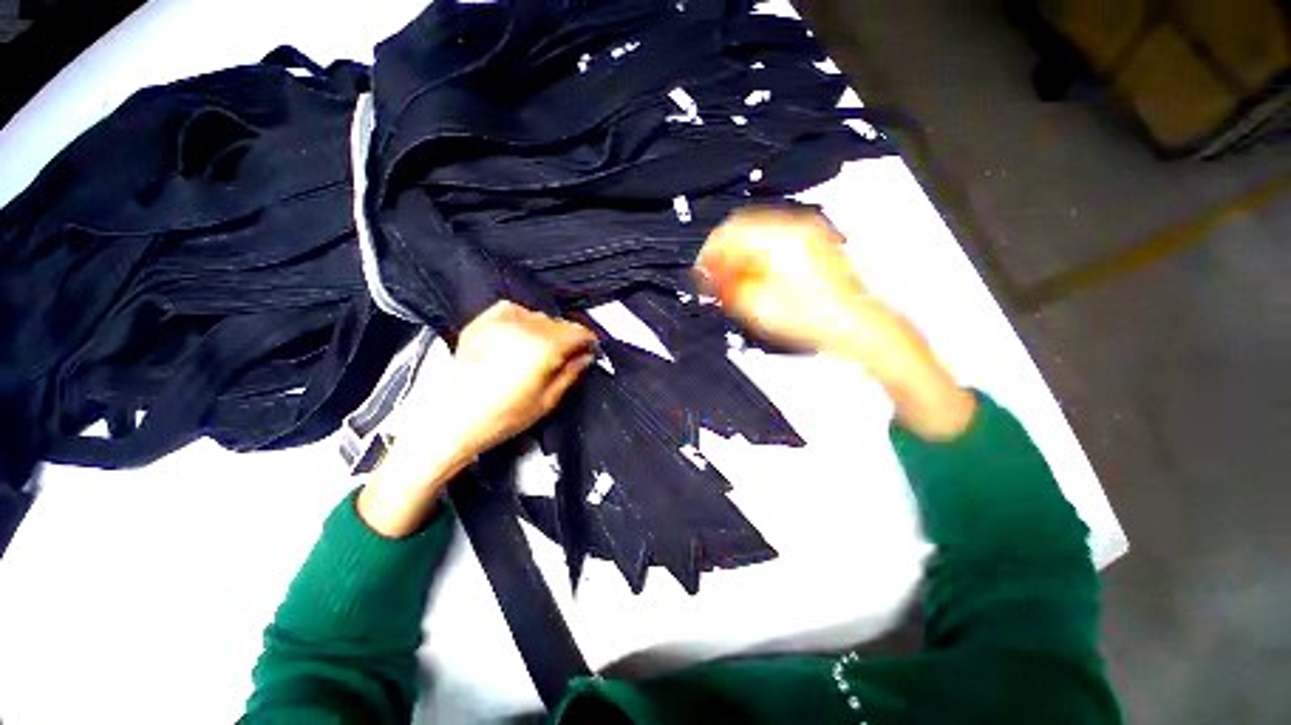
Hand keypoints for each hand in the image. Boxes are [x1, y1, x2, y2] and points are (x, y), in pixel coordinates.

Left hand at [436, 300, 596, 456]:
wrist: (451, 420)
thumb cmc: (501, 417)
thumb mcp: (547, 401)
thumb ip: (571, 374)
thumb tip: (585, 358)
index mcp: (545, 348)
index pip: (578, 332)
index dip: (588, 341)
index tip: (589, 349)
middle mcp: (525, 329)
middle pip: (559, 323)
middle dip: (567, 337)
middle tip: (566, 355)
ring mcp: (500, 323)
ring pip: (537, 316)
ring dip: (546, 330)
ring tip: (539, 349)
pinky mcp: (481, 323)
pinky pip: (511, 310)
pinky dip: (521, 318)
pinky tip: (520, 334)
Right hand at [697, 207, 904, 370]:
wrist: (853, 324)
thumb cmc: (815, 318)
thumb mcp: (758, 307)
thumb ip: (726, 287)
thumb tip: (709, 275)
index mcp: (779, 239)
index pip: (729, 231)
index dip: (709, 252)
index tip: (702, 271)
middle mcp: (794, 227)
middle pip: (742, 228)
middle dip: (723, 253)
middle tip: (715, 277)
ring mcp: (807, 232)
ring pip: (757, 233)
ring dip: (740, 254)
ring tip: (733, 280)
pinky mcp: (813, 241)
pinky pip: (774, 239)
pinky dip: (758, 255)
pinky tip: (754, 275)